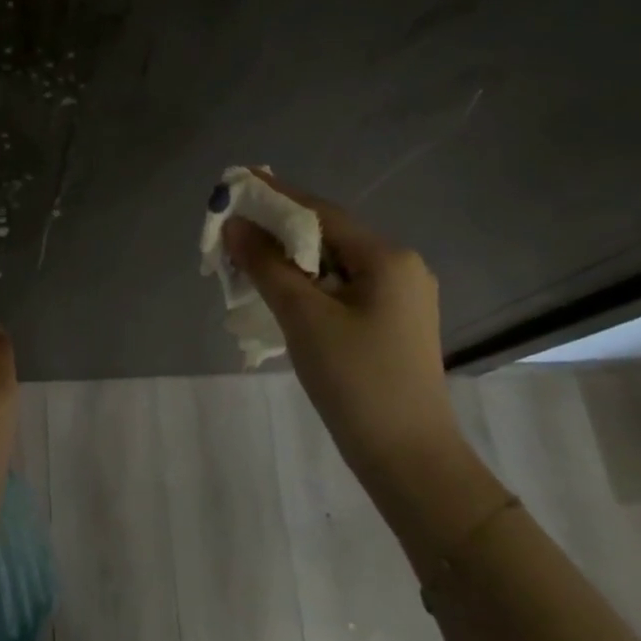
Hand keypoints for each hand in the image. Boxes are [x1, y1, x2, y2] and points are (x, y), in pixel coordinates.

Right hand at [222, 175, 459, 482]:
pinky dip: (307, 285)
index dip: (275, 197)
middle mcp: (399, 268)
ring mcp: (399, 297)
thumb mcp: (303, 317)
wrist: (408, 458)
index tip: (236, 182)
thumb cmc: (356, 381)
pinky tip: (278, 292)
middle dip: (278, 231)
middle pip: (327, 236)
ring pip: (332, 264)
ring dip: (289, 260)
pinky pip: (341, 289)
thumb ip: (266, 265)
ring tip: (245, 260)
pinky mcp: (390, 323)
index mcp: (387, 258)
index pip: (321, 213)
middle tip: (232, 228)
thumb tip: (234, 225)